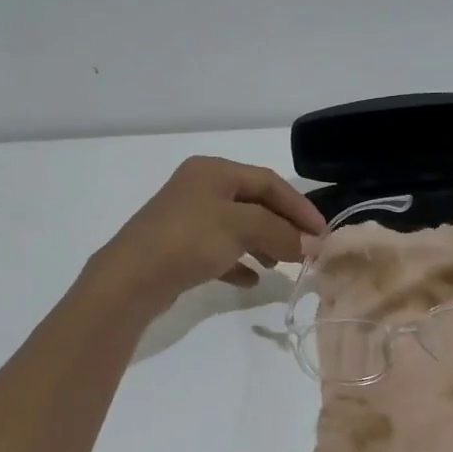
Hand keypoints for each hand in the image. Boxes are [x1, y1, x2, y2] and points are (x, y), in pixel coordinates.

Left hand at [86, 156, 326, 314]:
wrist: (129, 280)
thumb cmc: (188, 240)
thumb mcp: (241, 228)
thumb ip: (280, 231)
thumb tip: (310, 245)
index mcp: (213, 171)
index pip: (268, 182)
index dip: (299, 206)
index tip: (323, 234)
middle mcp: (199, 188)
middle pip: (254, 204)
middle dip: (283, 227)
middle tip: (308, 252)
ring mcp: (187, 219)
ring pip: (238, 228)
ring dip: (264, 244)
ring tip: (281, 266)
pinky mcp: (179, 248)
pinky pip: (219, 251)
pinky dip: (239, 262)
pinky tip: (252, 280)